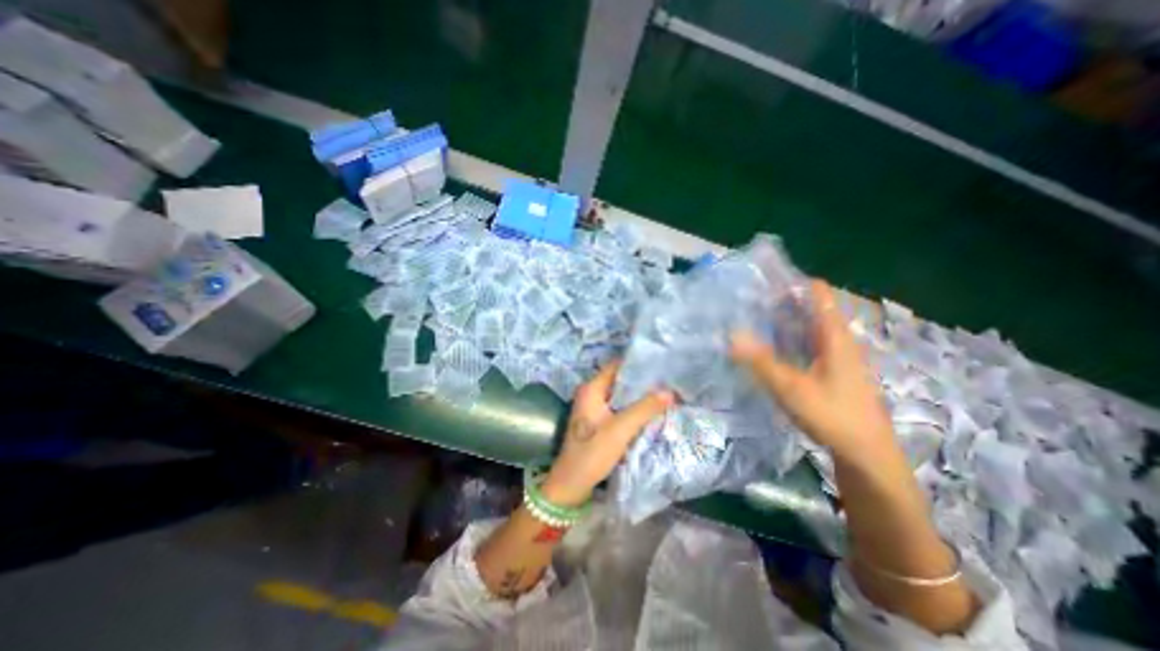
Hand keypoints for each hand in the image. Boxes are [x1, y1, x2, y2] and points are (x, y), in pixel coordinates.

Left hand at [542, 362, 675, 509]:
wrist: (571, 484)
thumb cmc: (592, 453)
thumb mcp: (621, 429)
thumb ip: (645, 408)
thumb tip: (670, 391)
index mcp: (591, 389)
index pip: (616, 366)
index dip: (637, 364)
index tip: (659, 365)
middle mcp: (591, 394)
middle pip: (619, 380)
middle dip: (641, 381)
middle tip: (666, 380)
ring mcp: (593, 409)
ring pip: (620, 396)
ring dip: (638, 396)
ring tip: (663, 393)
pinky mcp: (598, 422)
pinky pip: (619, 408)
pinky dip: (633, 408)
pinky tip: (650, 410)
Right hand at [732, 280, 895, 463]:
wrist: (866, 454)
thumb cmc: (832, 415)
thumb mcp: (790, 387)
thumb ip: (760, 361)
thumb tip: (731, 334)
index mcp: (835, 336)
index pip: (818, 295)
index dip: (795, 282)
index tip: (766, 277)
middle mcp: (838, 340)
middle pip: (812, 309)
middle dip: (783, 300)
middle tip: (749, 297)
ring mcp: (837, 356)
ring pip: (810, 327)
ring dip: (785, 319)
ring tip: (754, 315)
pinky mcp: (833, 371)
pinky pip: (809, 343)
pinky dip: (790, 337)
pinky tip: (772, 346)